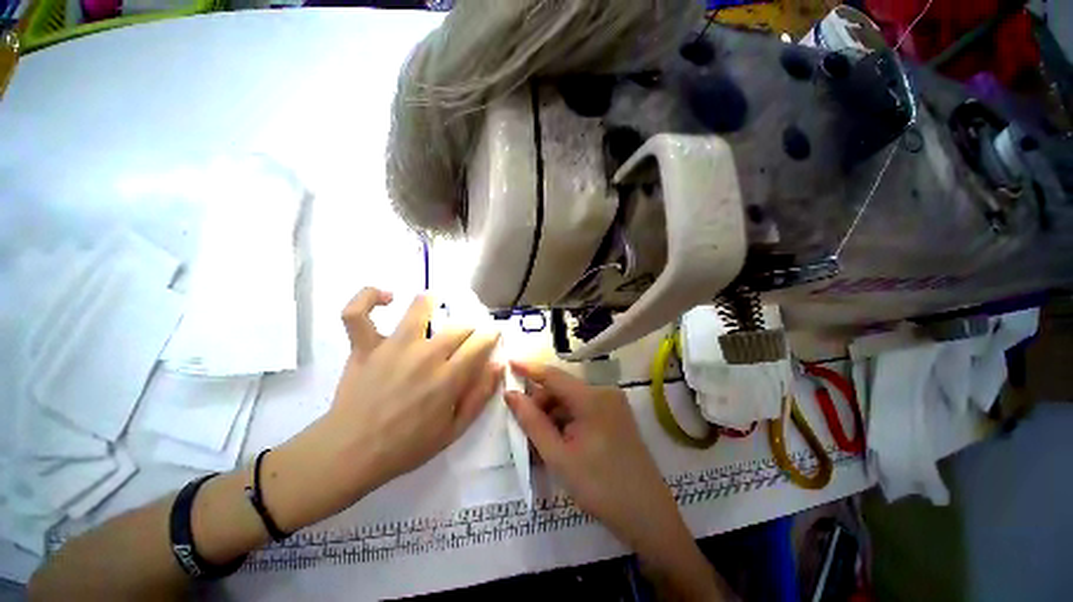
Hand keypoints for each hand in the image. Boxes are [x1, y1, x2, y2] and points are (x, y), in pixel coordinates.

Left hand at [275, 288, 501, 527]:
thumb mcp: (455, 430)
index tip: (492, 336)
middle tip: (467, 337)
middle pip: (459, 325)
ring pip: (419, 307)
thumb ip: (481, 395)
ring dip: (433, 302)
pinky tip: (386, 298)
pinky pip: (358, 312)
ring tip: (436, 306)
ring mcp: (392, 347)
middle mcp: (424, 355)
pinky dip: (370, 297)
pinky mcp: (364, 346)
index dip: (491, 334)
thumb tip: (499, 363)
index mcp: (448, 377)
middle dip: (470, 327)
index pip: (481, 341)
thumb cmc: (407, 445)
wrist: (350, 454)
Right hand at [503, 361, 680, 552]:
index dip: (528, 368)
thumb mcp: (558, 456)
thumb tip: (511, 395)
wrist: (647, 516)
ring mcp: (613, 403)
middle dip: (540, 406)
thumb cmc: (599, 487)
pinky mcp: (616, 415)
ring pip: (571, 401)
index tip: (508, 362)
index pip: (553, 375)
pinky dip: (567, 422)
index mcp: (591, 398)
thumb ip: (532, 421)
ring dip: (553, 418)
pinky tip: (560, 444)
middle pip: (562, 390)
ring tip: (541, 447)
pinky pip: (583, 410)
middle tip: (525, 434)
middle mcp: (604, 392)